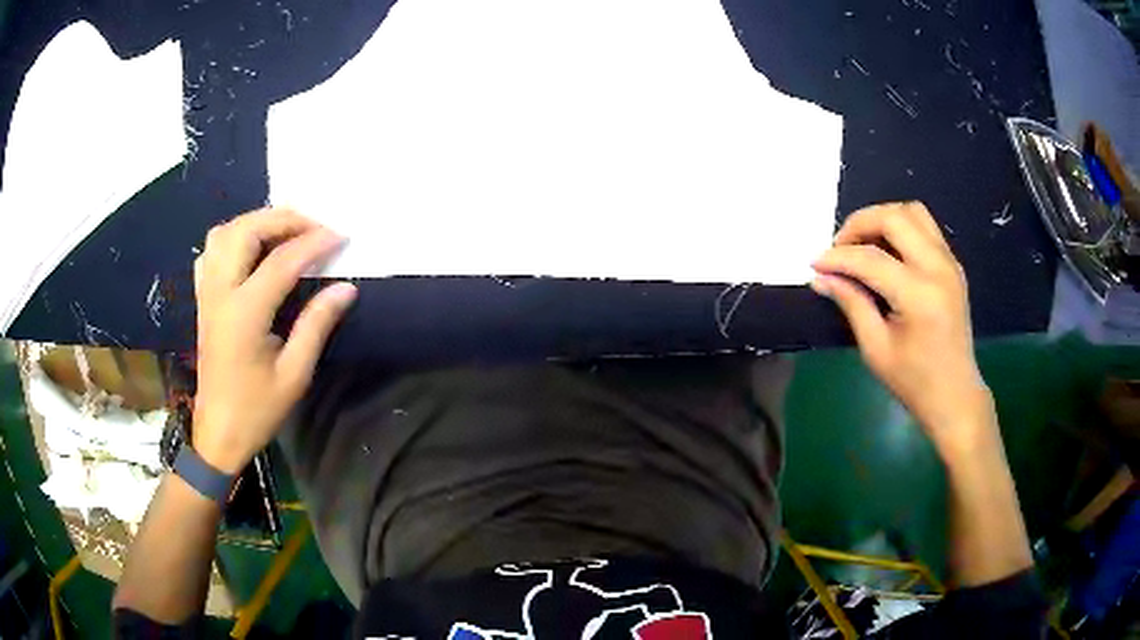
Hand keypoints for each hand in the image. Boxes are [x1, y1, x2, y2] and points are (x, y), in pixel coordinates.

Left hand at [192, 208, 356, 473]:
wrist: (219, 432)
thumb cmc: (257, 409)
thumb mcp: (295, 374)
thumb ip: (317, 324)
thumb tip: (345, 287)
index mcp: (245, 313)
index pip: (283, 260)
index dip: (315, 242)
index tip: (342, 236)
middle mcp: (220, 292)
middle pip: (246, 231)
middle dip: (283, 219)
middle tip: (314, 227)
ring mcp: (207, 293)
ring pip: (224, 233)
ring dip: (256, 222)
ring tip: (285, 231)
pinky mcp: (203, 299)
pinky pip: (211, 252)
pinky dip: (233, 238)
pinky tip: (251, 250)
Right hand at [811, 202, 993, 455]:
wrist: (955, 395)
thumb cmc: (914, 382)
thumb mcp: (876, 349)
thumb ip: (851, 304)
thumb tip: (821, 277)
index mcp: (919, 295)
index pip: (870, 259)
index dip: (838, 258)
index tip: (815, 264)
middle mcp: (938, 268)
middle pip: (894, 217)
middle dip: (859, 224)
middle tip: (839, 247)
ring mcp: (950, 262)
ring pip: (912, 212)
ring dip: (882, 219)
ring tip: (862, 244)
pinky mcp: (953, 265)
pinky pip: (925, 227)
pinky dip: (901, 228)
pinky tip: (886, 253)